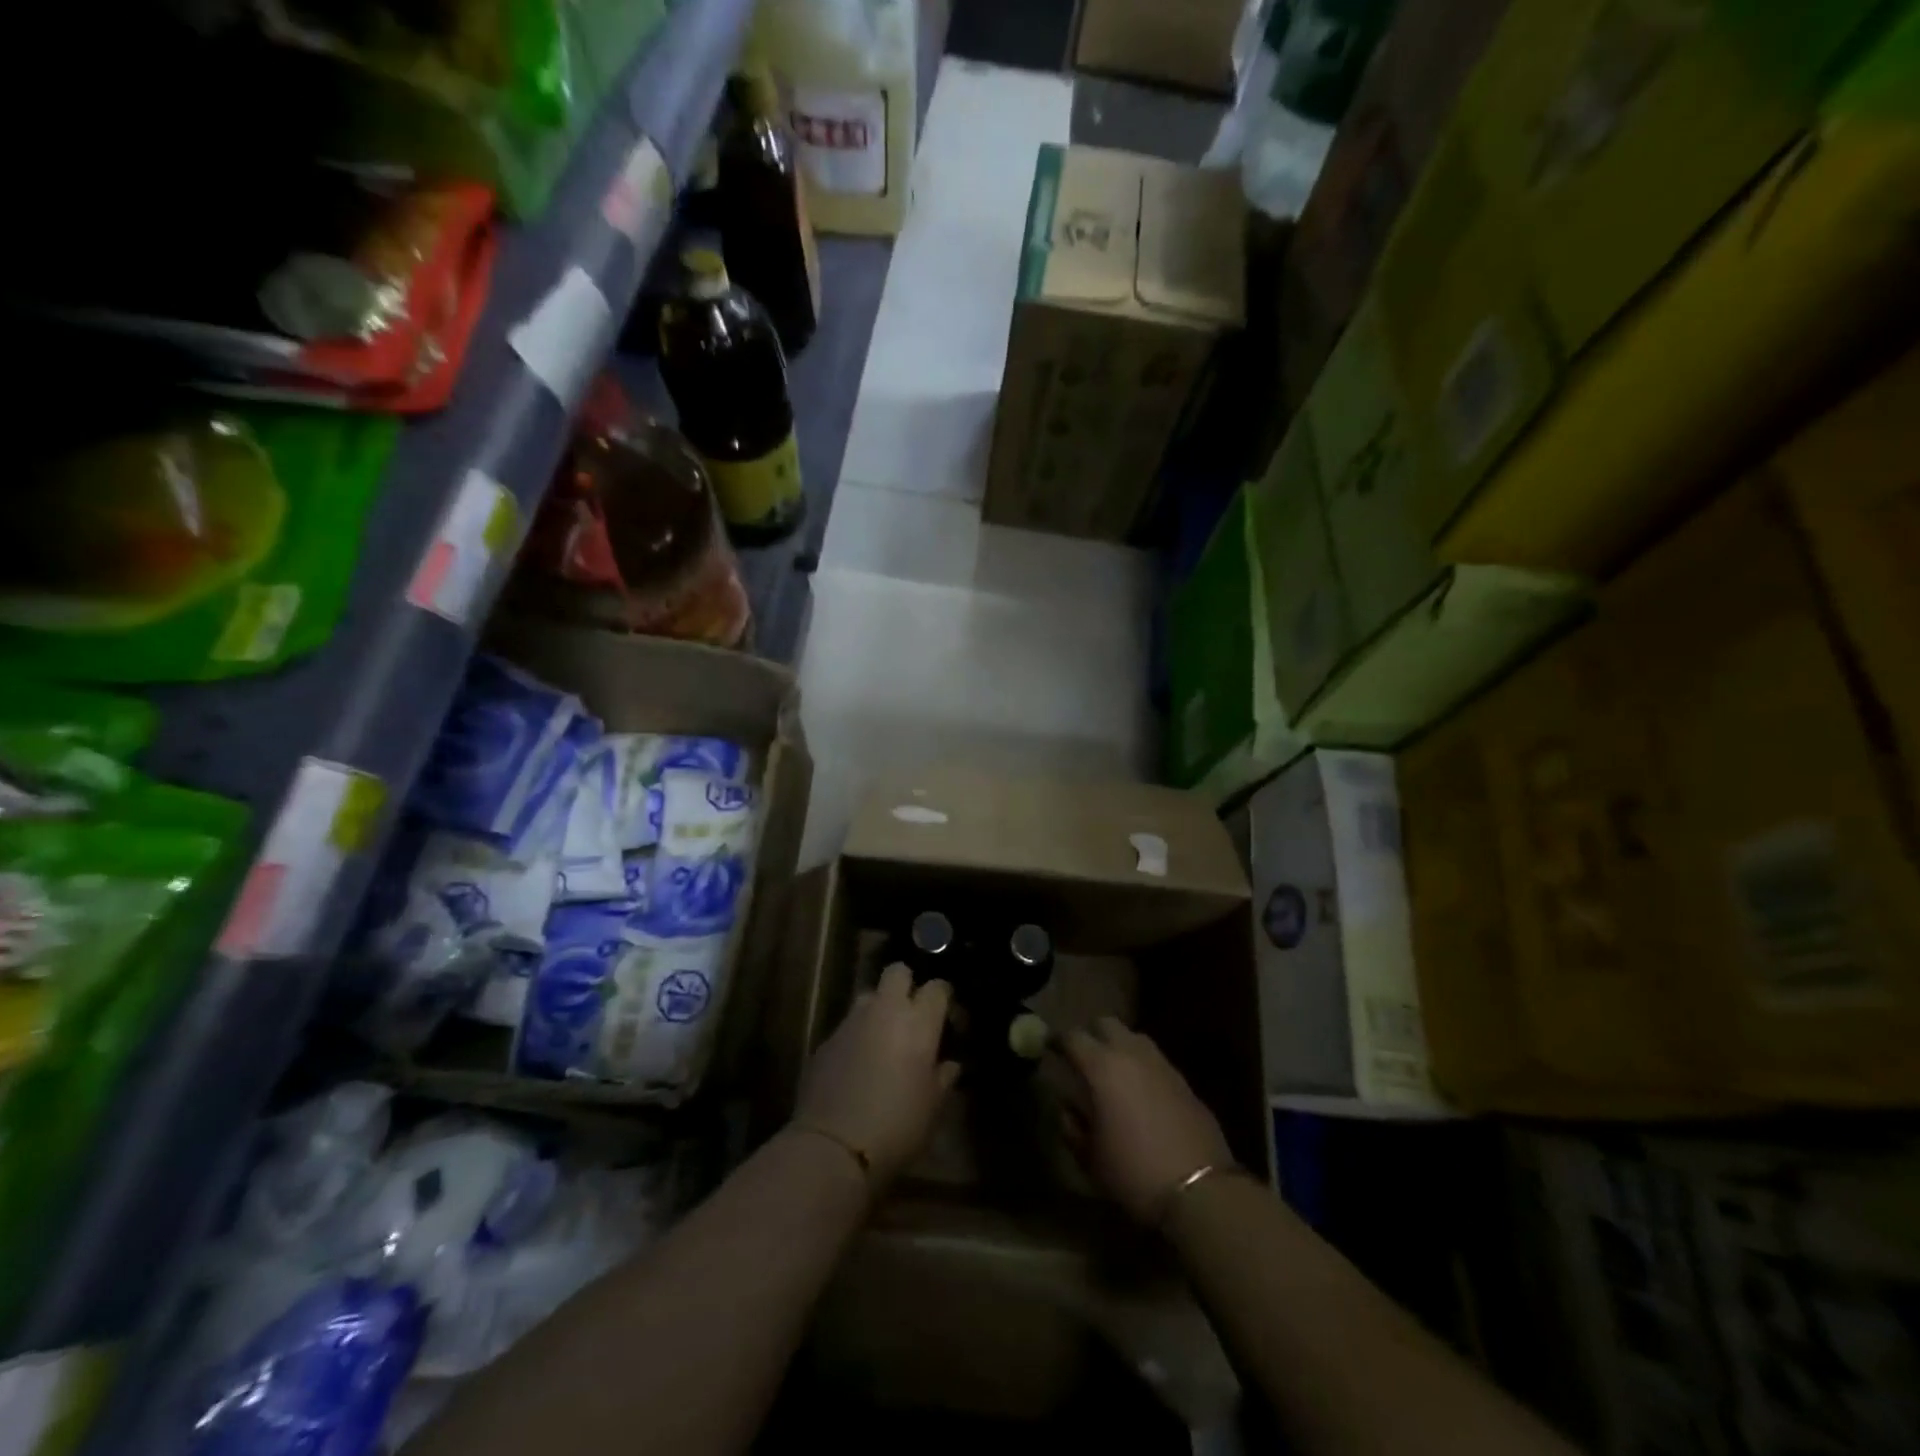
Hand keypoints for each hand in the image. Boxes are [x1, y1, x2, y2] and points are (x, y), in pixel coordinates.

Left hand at [795, 963, 960, 1186]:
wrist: (834, 1147)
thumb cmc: (897, 1127)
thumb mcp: (933, 1108)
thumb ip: (943, 1078)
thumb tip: (949, 1065)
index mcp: (918, 1022)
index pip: (937, 987)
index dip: (943, 997)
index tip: (946, 1017)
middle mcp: (885, 1011)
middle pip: (897, 972)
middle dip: (906, 984)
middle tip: (912, 1013)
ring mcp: (851, 1022)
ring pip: (868, 995)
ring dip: (878, 1008)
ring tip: (883, 1037)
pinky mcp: (825, 1040)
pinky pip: (847, 1026)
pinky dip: (856, 1036)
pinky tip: (857, 1064)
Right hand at [1058, 1017, 1232, 1224]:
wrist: (1200, 1191)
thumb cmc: (1133, 1173)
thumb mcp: (1090, 1158)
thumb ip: (1072, 1126)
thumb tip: (1067, 1109)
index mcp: (1102, 1067)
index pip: (1072, 1037)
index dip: (1057, 1039)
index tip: (1048, 1046)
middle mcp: (1132, 1055)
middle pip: (1106, 1023)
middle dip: (1090, 1033)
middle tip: (1081, 1055)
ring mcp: (1162, 1065)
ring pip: (1134, 1038)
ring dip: (1119, 1046)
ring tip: (1112, 1071)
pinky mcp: (1185, 1082)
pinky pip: (1156, 1061)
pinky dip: (1142, 1066)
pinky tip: (1140, 1091)